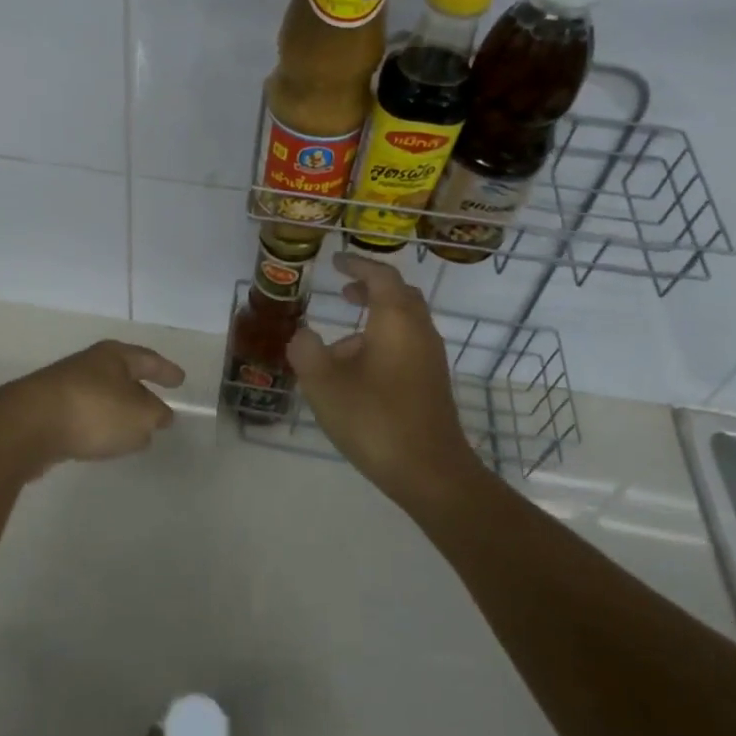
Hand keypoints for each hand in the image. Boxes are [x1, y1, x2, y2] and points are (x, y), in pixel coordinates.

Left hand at [0, 340, 185, 472]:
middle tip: (158, 407)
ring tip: (134, 432)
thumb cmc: (93, 411)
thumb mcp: (139, 416)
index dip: (166, 370)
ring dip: (118, 412)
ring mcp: (64, 387)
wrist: (28, 426)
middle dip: (140, 392)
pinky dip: (97, 426)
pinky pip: (84, 416)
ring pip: (102, 397)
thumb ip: (155, 415)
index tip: (181, 380)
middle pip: (122, 376)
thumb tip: (159, 415)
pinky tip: (101, 442)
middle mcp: (89, 365)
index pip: (148, 359)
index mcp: (113, 357)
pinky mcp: (47, 412)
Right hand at [286, 253, 472, 502]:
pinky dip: (384, 341)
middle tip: (343, 290)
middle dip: (371, 288)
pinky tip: (358, 372)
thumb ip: (306, 351)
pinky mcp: (432, 382)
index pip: (380, 276)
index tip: (336, 261)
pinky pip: (408, 345)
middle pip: (399, 295)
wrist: (431, 473)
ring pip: (404, 322)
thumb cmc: (375, 420)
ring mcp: (430, 358)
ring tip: (340, 341)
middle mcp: (419, 331)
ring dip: (376, 318)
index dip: (357, 265)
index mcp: (396, 320)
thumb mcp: (324, 384)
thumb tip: (303, 335)